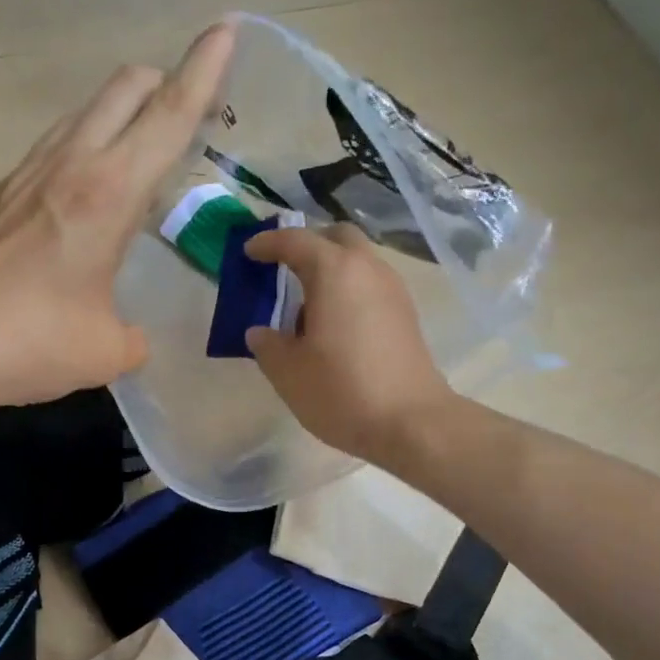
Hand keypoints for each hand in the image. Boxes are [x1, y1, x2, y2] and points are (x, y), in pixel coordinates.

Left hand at [0, 22, 235, 409]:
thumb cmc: (29, 341)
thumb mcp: (105, 352)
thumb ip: (133, 337)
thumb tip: (130, 337)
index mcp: (108, 194)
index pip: (167, 115)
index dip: (204, 71)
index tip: (227, 29)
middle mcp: (69, 166)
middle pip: (124, 88)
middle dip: (164, 80)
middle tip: (189, 112)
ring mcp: (26, 173)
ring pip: (85, 111)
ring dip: (122, 113)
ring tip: (139, 153)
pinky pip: (55, 146)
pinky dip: (85, 147)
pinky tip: (84, 193)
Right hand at [244, 225, 454, 462]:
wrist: (410, 422)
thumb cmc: (341, 391)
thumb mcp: (288, 372)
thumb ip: (267, 345)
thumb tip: (260, 333)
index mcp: (334, 271)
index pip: (295, 241)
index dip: (267, 243)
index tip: (248, 252)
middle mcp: (367, 269)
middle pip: (336, 238)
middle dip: (307, 246)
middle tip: (282, 269)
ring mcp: (393, 290)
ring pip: (357, 261)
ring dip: (330, 270)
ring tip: (305, 305)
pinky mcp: (405, 314)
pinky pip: (370, 285)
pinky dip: (348, 290)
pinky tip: (332, 325)